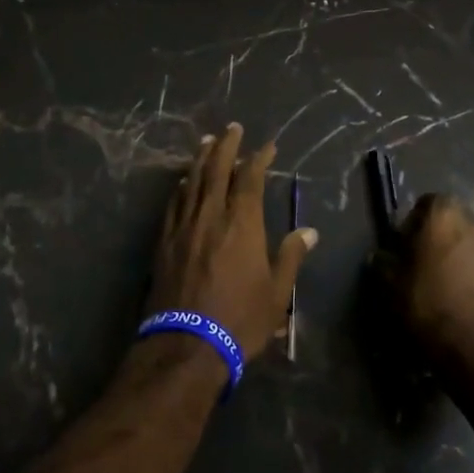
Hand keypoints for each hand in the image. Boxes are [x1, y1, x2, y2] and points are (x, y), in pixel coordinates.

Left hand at [146, 124, 317, 358]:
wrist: (187, 344)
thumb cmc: (240, 319)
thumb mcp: (276, 293)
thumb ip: (290, 257)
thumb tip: (309, 231)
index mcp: (242, 223)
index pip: (250, 179)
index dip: (259, 159)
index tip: (267, 146)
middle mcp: (211, 214)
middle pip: (217, 170)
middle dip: (226, 146)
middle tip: (232, 128)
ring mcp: (184, 226)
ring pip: (193, 181)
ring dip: (201, 158)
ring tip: (207, 141)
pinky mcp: (165, 241)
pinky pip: (174, 203)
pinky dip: (182, 187)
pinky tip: (183, 181)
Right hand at [378, 194, 473, 364]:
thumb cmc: (431, 307)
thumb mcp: (392, 287)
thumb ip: (383, 264)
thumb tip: (379, 256)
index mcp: (445, 215)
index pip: (427, 202)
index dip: (414, 222)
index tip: (405, 246)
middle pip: (452, 221)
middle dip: (439, 237)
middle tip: (424, 264)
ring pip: (472, 243)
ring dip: (460, 256)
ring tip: (447, 285)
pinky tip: (466, 299)